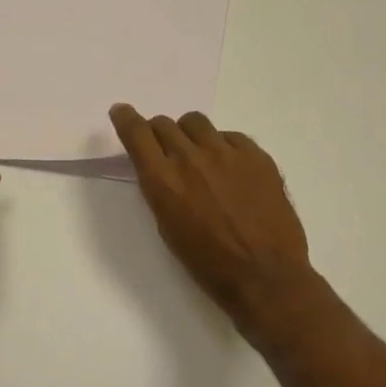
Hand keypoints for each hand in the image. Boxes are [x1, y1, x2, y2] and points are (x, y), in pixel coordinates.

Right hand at [109, 104, 322, 341]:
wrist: (264, 275)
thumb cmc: (207, 263)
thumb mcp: (168, 228)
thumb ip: (161, 191)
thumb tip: (162, 170)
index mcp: (162, 181)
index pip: (136, 133)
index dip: (125, 118)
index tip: (121, 112)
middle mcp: (190, 158)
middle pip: (165, 124)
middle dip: (158, 133)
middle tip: (164, 149)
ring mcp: (227, 153)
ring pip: (196, 123)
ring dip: (189, 134)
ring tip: (198, 155)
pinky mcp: (257, 156)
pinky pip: (231, 136)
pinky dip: (222, 146)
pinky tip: (229, 169)